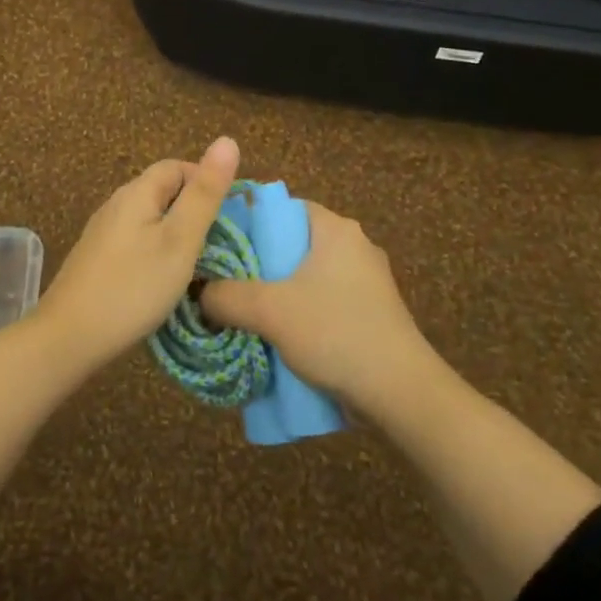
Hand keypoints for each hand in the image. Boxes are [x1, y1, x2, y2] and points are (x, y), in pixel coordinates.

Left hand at [37, 137, 241, 362]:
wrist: (70, 336)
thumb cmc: (133, 287)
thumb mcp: (180, 240)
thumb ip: (204, 193)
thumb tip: (227, 140)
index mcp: (136, 192)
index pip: (176, 166)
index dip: (205, 181)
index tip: (229, 215)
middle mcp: (115, 204)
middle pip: (161, 191)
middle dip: (193, 208)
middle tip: (218, 243)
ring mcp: (102, 233)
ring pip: (149, 218)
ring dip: (175, 232)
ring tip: (196, 263)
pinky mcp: (96, 259)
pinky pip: (135, 241)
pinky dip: (156, 251)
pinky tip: (163, 278)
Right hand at [200, 202, 435, 414]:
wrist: (401, 392)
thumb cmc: (335, 333)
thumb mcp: (268, 311)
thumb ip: (225, 296)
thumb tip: (199, 293)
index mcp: (335, 229)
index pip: (283, 208)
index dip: (249, 222)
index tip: (220, 245)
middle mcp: (355, 246)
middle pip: (293, 242)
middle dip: (258, 262)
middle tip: (224, 282)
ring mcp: (368, 281)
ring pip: (307, 275)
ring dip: (277, 291)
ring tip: (244, 311)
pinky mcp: (372, 312)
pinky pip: (324, 301)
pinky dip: (300, 312)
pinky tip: (278, 335)